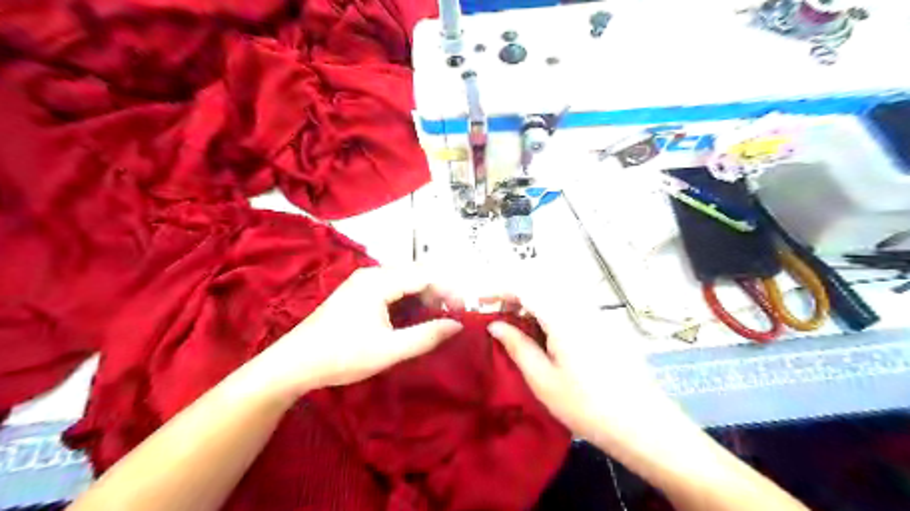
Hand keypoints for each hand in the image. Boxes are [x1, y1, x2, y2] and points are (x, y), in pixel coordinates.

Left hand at [253, 268, 462, 397]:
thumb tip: (457, 325)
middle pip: (416, 275)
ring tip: (438, 318)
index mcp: (379, 282)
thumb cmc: (341, 356)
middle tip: (453, 316)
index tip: (463, 310)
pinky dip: (409, 300)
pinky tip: (414, 317)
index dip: (448, 290)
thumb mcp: (388, 350)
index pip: (425, 275)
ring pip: (404, 282)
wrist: (294, 364)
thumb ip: (425, 336)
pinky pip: (392, 289)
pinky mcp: (358, 293)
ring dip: (424, 297)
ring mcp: (363, 282)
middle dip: (438, 293)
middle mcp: (372, 274)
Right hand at [487, 286, 670, 443]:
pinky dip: (548, 310)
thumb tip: (495, 325)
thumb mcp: (543, 379)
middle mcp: (580, 306)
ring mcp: (594, 313)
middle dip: (514, 293)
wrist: (642, 424)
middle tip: (496, 314)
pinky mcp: (603, 324)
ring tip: (515, 323)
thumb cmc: (586, 405)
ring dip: (531, 301)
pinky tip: (542, 332)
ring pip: (555, 293)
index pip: (525, 286)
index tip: (479, 301)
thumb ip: (517, 346)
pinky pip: (569, 305)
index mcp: (562, 316)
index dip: (498, 288)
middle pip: (541, 283)